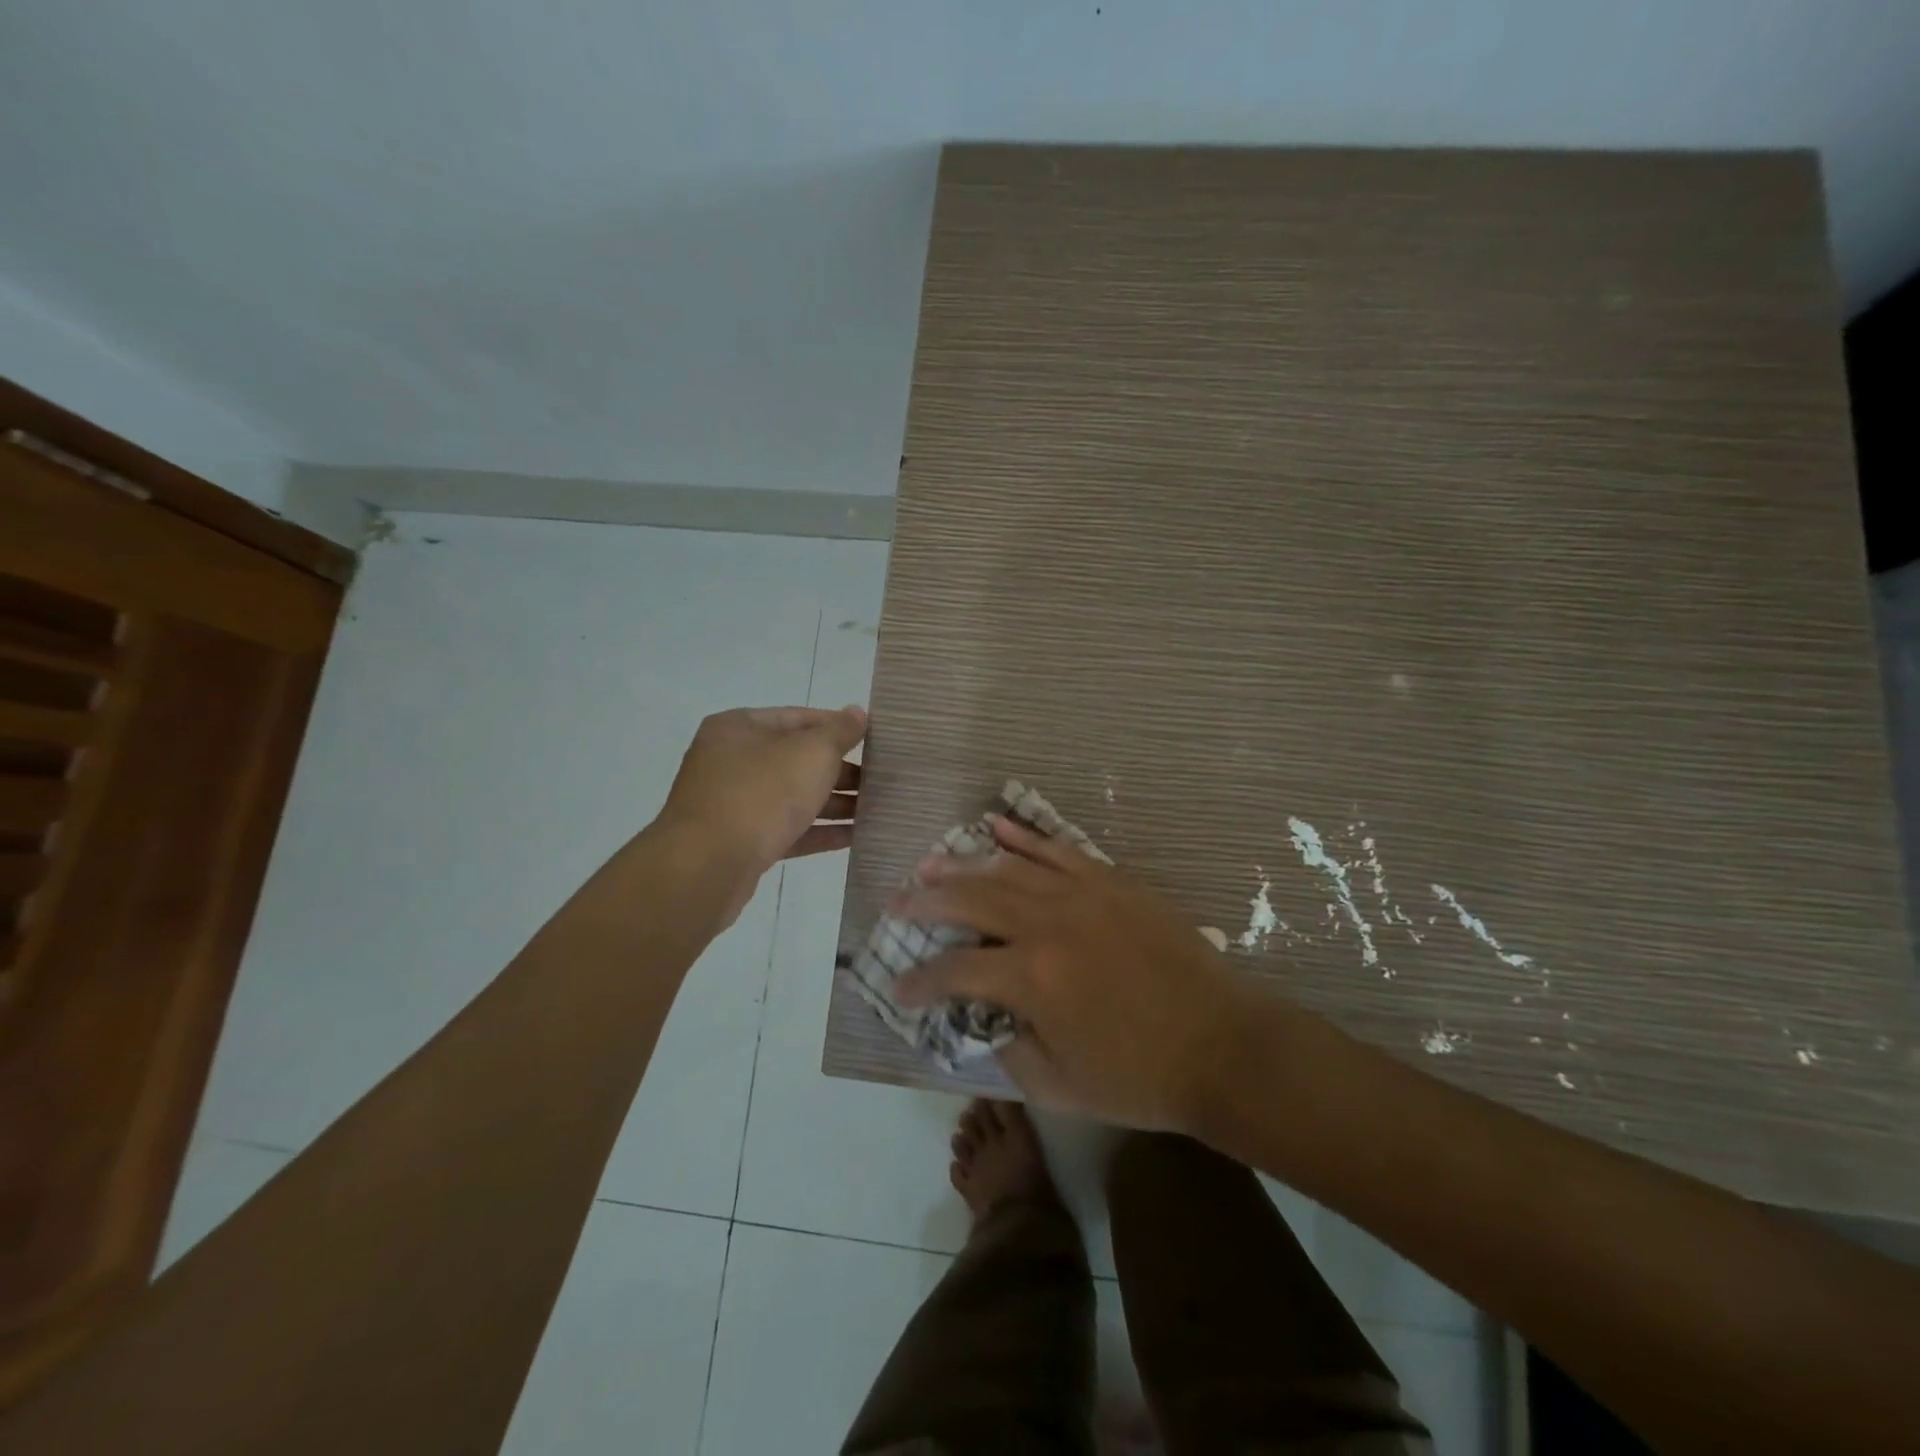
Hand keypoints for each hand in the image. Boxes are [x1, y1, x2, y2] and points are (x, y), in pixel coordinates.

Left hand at [657, 705, 866, 876]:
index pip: (798, 717)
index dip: (837, 726)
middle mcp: (730, 760)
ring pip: (792, 796)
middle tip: (879, 780)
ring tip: (876, 810)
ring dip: (833, 803)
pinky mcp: (739, 842)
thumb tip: (857, 713)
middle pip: (795, 758)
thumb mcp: (811, 753)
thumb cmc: (762, 794)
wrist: (707, 866)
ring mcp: (732, 803)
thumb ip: (840, 732)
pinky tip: (854, 836)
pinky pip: (786, 829)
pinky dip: (818, 830)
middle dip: (839, 770)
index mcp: (739, 727)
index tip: (872, 740)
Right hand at [889, 816, 1278, 1130]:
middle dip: (926, 902)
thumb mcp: (1060, 1087)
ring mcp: (1082, 894)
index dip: (919, 981)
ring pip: (1008, 867)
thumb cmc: (1141, 1077)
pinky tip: (997, 825)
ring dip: (964, 864)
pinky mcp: (1111, 881)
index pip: (954, 971)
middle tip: (897, 904)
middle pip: (970, 900)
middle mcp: (1048, 924)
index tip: (898, 988)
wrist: (1224, 1046)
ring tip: (931, 863)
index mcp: (1032, 978)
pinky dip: (1023, 836)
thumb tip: (984, 1016)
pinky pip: (1058, 848)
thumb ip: (1009, 1049)